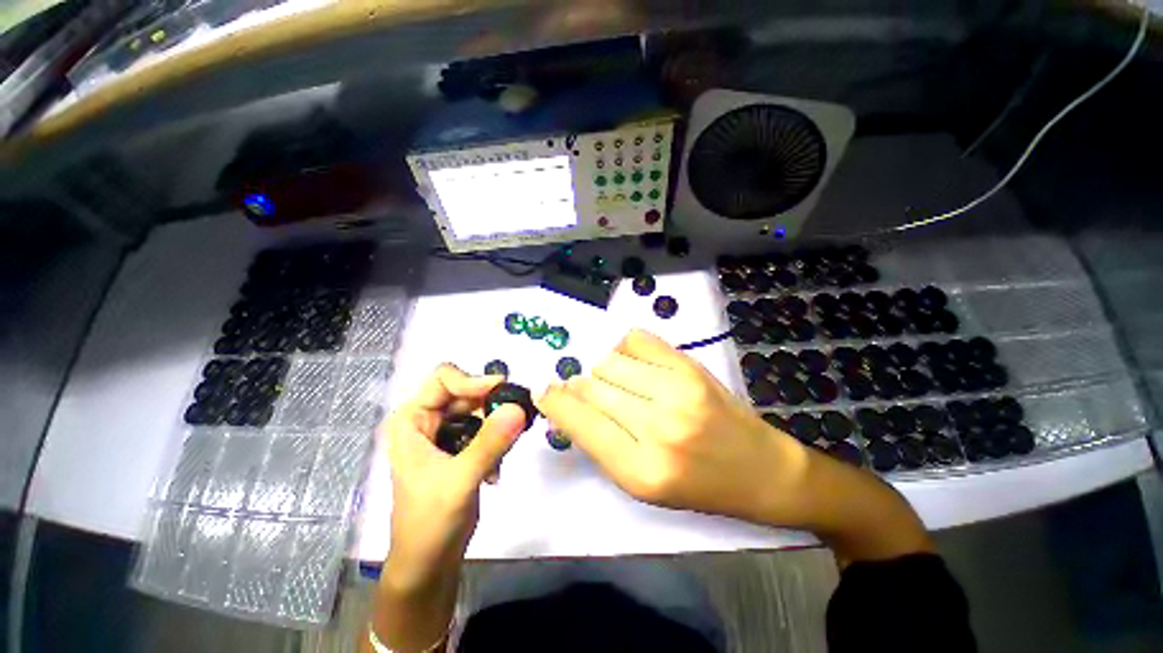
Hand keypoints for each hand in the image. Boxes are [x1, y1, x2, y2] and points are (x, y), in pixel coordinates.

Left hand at [380, 364, 526, 582]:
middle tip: (517, 419)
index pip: (444, 379)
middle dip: (491, 406)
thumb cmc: (430, 523)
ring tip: (505, 451)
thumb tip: (519, 407)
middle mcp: (427, 420)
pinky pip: (485, 429)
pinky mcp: (460, 448)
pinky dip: (496, 442)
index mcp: (412, 419)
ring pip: (479, 410)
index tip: (503, 392)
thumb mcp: (460, 480)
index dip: (473, 381)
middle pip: (466, 393)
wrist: (429, 564)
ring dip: (496, 426)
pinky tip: (496, 470)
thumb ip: (490, 442)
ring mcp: (444, 434)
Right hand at [536, 329, 811, 525]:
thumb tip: (567, 404)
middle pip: (592, 385)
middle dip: (577, 386)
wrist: (758, 469)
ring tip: (614, 381)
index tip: (544, 392)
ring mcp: (678, 390)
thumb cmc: (696, 485)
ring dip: (602, 370)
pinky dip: (624, 347)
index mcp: (641, 470)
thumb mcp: (640, 483)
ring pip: (610, 360)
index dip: (555, 403)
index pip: (580, 422)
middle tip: (580, 390)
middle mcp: (658, 426)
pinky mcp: (691, 366)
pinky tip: (631, 362)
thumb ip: (599, 443)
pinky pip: (637, 339)